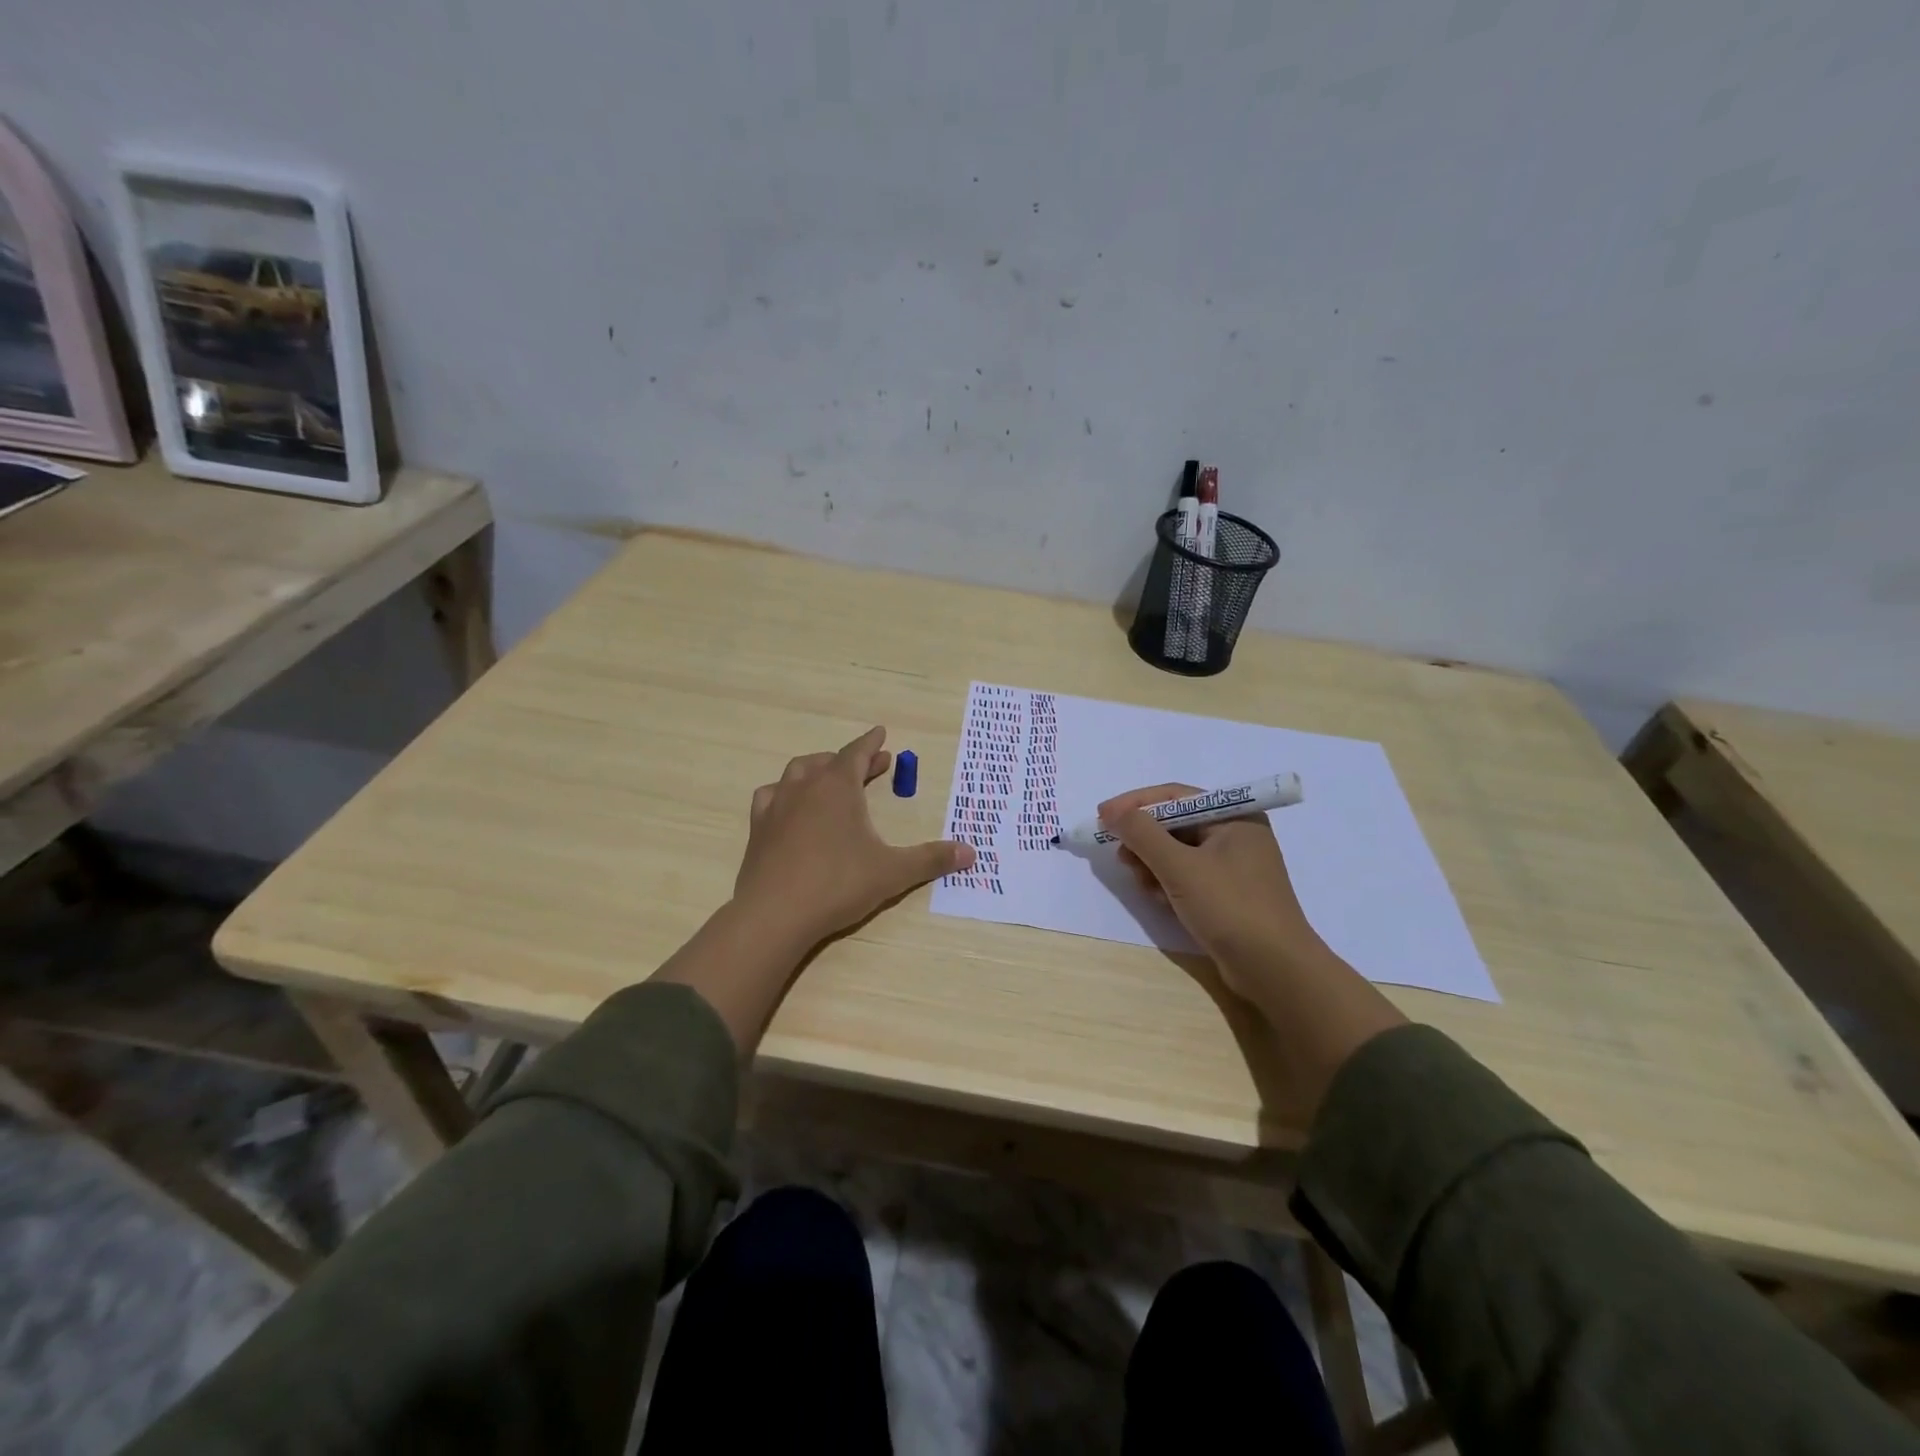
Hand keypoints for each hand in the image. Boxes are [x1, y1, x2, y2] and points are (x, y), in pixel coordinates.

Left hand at [734, 726, 974, 945]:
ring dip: (817, 770)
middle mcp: (805, 787)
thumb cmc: (838, 884)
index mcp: (838, 787)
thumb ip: (931, 859)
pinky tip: (790, 806)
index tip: (881, 733)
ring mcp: (777, 806)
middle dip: (852, 760)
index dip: (872, 743)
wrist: (775, 914)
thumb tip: (971, 852)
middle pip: (829, 761)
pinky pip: (771, 796)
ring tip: (830, 778)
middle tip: (872, 765)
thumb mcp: (892, 872)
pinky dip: (785, 793)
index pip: (857, 753)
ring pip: (797, 773)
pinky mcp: (758, 829)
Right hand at [1101, 782, 1326, 1001]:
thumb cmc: (1230, 908)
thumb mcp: (1180, 867)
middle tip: (1121, 857)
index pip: (1175, 796)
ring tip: (1143, 884)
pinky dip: (1168, 883)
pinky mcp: (1227, 894)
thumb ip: (1142, 834)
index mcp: (1235, 817)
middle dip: (1144, 840)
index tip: (1102, 816)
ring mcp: (1233, 867)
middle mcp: (1236, 835)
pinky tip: (1159, 900)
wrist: (1275, 970)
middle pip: (1175, 824)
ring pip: (1178, 852)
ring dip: (1153, 864)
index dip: (1135, 804)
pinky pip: (1187, 876)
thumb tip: (1112, 812)